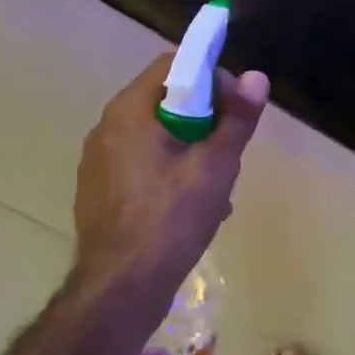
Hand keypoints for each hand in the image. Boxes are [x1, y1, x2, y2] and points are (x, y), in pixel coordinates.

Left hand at [72, 54, 271, 312]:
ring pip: (155, 136)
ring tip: (216, 186)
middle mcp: (106, 128)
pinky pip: (140, 165)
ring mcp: (98, 162)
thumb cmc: (171, 220)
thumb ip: (237, 119)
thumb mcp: (215, 167)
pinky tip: (190, 207)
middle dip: (204, 119)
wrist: (120, 288)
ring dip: (189, 149)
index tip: (234, 107)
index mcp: (129, 111)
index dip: (211, 77)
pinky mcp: (98, 191)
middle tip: (228, 149)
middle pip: (165, 102)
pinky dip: (168, 172)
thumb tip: (256, 76)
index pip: (173, 65)